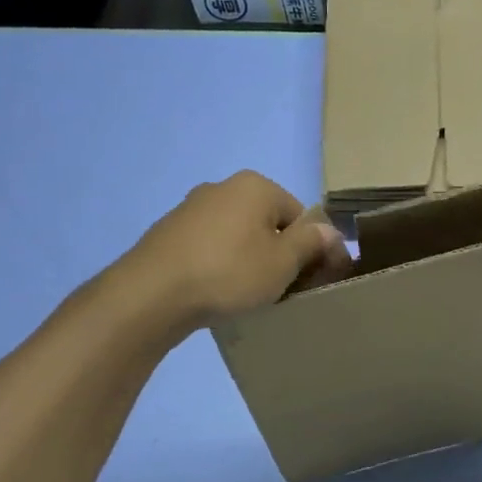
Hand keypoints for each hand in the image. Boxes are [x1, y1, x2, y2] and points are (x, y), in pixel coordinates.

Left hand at [122, 171, 348, 329]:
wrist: (152, 294)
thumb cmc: (229, 273)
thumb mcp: (283, 262)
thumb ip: (312, 243)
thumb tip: (330, 231)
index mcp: (256, 186)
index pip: (301, 215)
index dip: (313, 249)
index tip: (313, 281)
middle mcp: (223, 187)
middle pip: (269, 223)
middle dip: (280, 254)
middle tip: (283, 290)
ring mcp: (192, 208)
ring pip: (239, 236)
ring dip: (249, 261)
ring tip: (248, 295)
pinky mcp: (170, 233)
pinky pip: (211, 247)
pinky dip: (221, 265)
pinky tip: (217, 291)